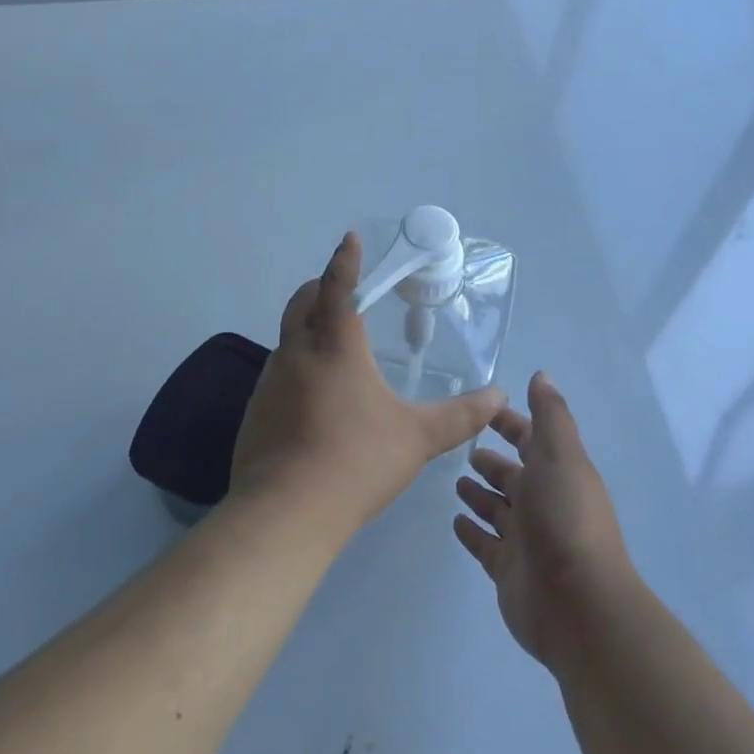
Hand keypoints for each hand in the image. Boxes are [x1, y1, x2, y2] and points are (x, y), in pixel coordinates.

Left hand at [230, 233, 506, 543]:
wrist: (286, 513)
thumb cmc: (357, 462)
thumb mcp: (418, 438)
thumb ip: (460, 416)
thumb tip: (498, 396)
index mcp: (335, 348)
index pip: (339, 288)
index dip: (345, 260)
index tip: (349, 239)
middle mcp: (296, 354)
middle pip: (302, 303)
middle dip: (320, 288)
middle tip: (342, 290)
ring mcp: (269, 383)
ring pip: (286, 339)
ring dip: (306, 329)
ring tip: (333, 346)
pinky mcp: (255, 413)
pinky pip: (277, 374)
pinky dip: (296, 367)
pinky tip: (313, 398)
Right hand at [453, 373, 632, 668]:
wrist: (577, 604)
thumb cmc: (565, 517)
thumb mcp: (561, 455)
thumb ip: (550, 415)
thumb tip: (542, 374)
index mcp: (557, 472)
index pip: (531, 439)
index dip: (511, 423)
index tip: (482, 411)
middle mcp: (542, 502)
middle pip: (512, 476)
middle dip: (492, 462)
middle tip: (463, 451)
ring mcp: (525, 538)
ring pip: (497, 509)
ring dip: (479, 495)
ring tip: (455, 483)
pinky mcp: (507, 569)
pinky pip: (485, 544)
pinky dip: (472, 531)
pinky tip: (455, 521)